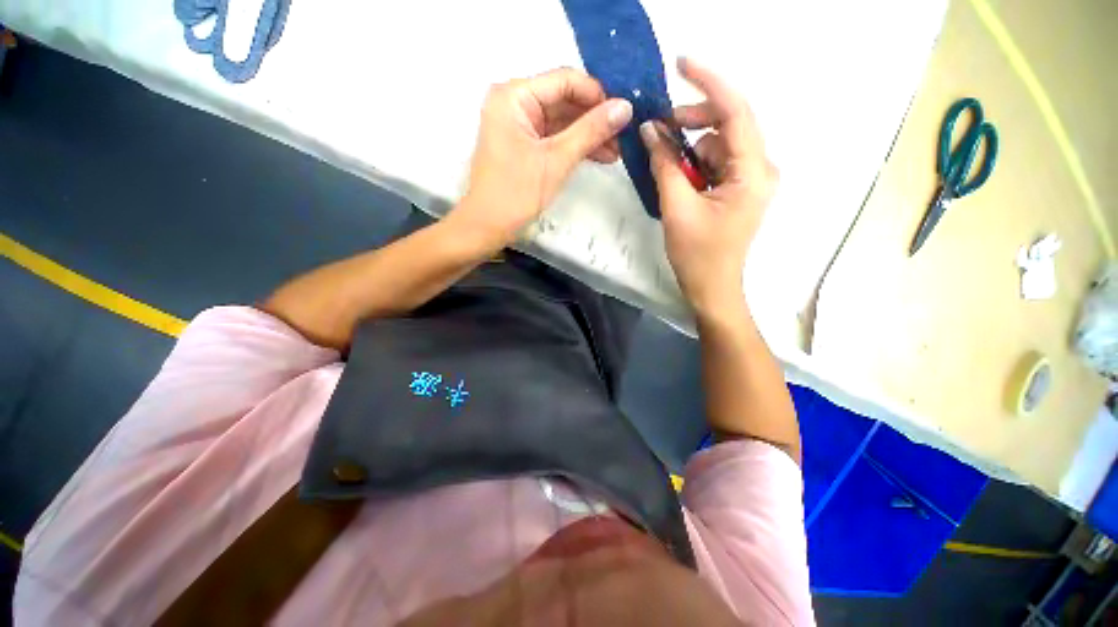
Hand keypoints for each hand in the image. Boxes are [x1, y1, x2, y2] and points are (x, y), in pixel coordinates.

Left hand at [454, 68, 632, 246]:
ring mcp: (519, 125)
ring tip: (617, 152)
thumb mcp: (557, 160)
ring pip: (562, 122)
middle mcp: (515, 103)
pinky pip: (554, 138)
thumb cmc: (517, 193)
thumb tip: (626, 108)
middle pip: (564, 101)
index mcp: (514, 96)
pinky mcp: (524, 145)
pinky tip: (600, 156)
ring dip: (589, 136)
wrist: (487, 227)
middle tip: (624, 136)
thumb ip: (591, 131)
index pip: (564, 81)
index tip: (623, 114)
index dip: (597, 95)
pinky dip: (575, 147)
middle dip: (595, 119)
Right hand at [641, 58, 777, 317]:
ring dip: (689, 149)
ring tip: (665, 168)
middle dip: (692, 122)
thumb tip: (651, 130)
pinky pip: (715, 164)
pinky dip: (694, 164)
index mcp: (752, 172)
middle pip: (727, 125)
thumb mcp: (676, 208)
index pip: (735, 111)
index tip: (681, 64)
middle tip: (660, 129)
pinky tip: (677, 181)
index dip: (708, 83)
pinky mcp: (738, 190)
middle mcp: (759, 168)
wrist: (712, 289)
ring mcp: (750, 179)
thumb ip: (665, 165)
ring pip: (718, 145)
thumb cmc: (697, 255)